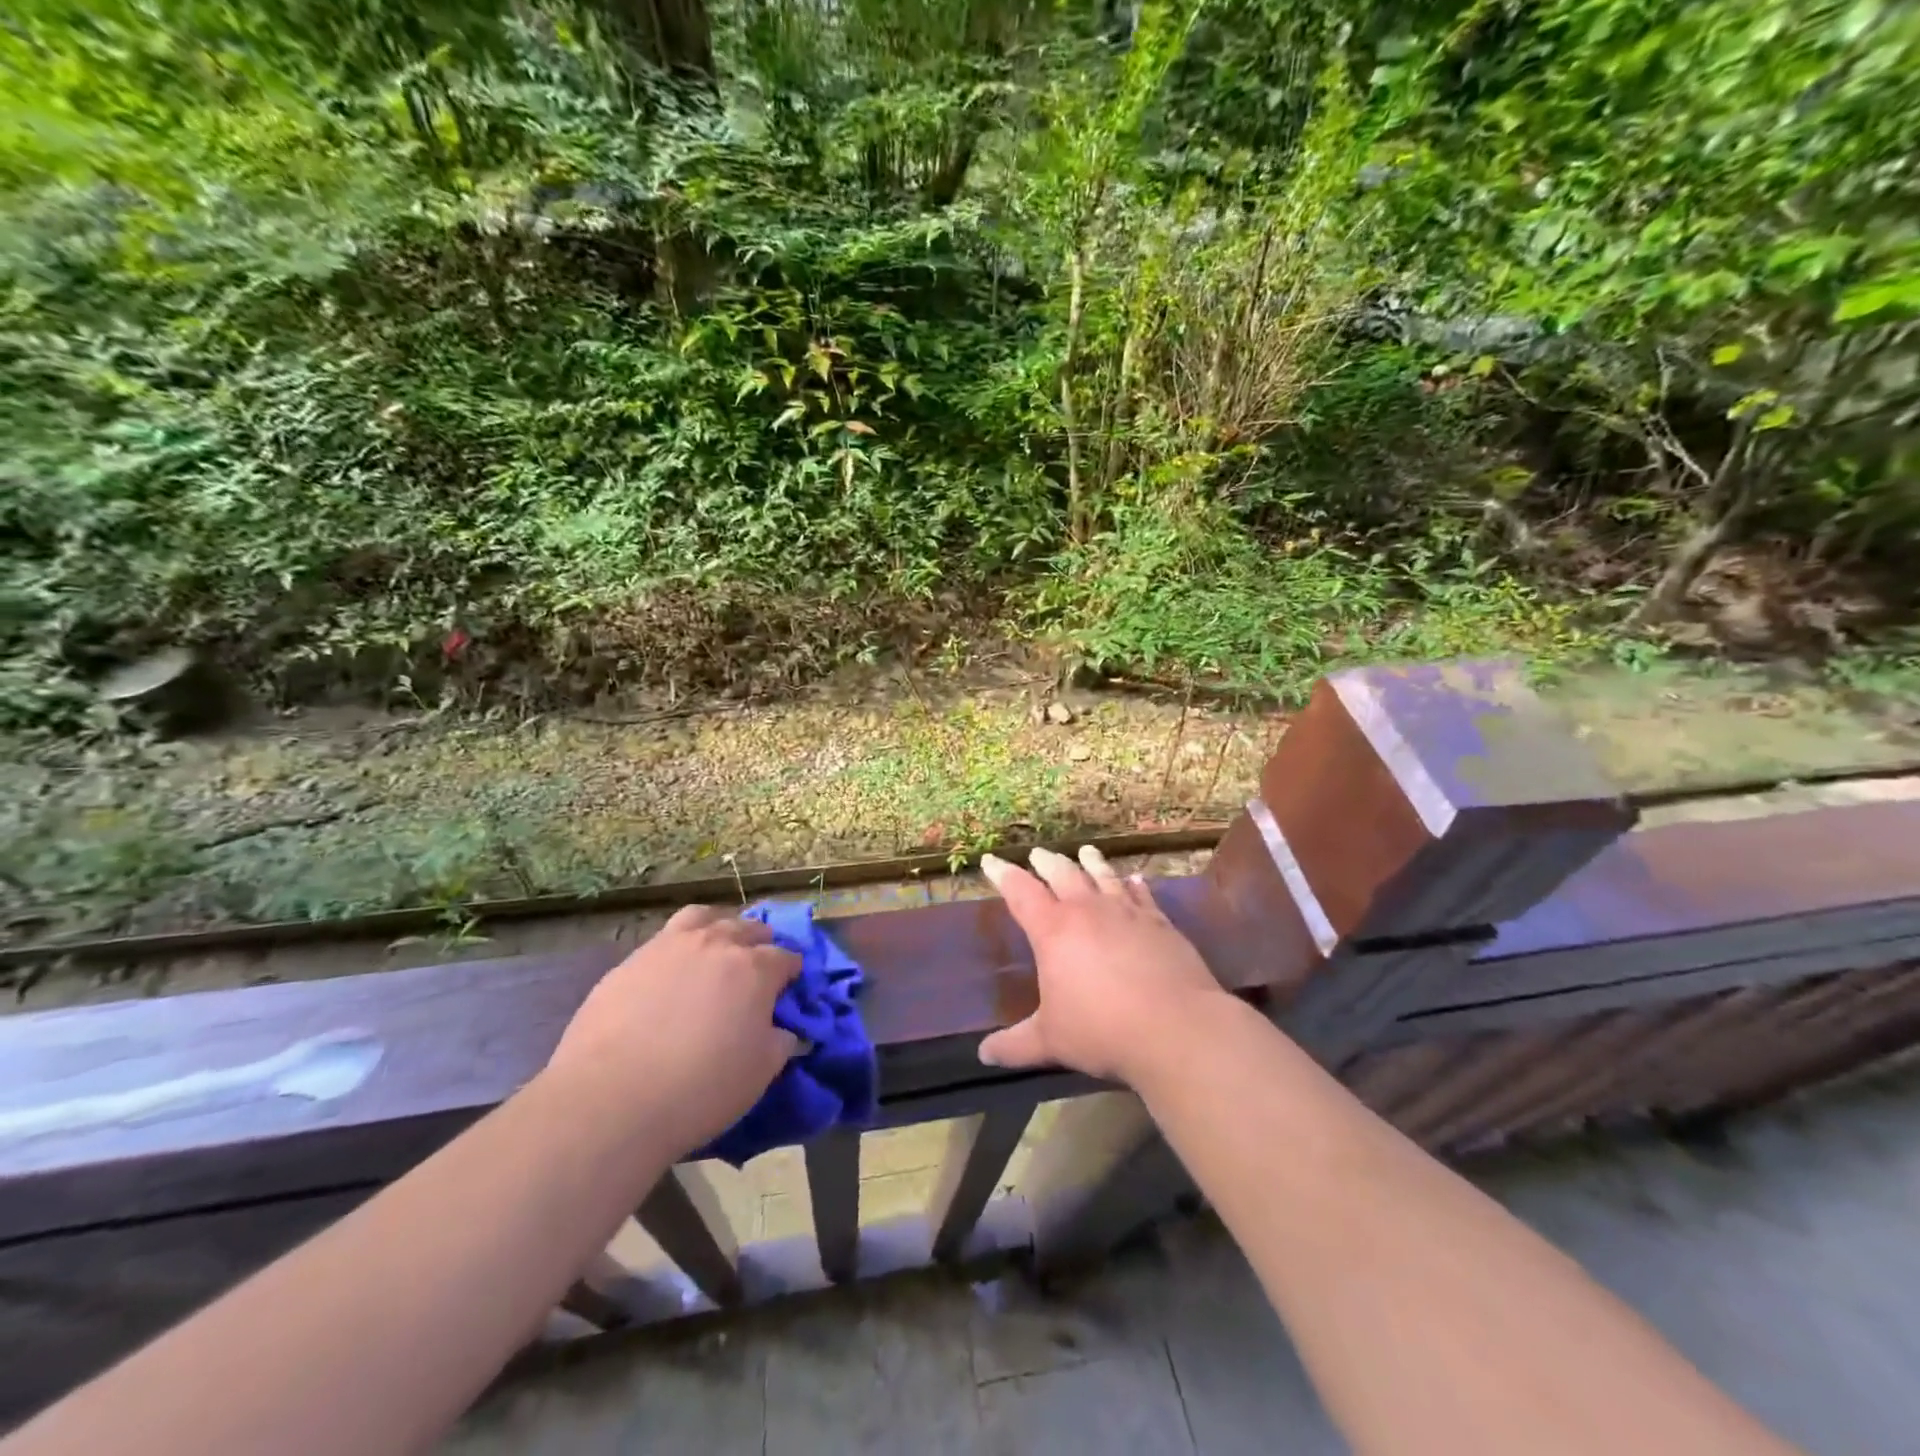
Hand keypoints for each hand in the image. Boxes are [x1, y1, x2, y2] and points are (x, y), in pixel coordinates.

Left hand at [545, 906, 801, 1157]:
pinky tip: (673, 971)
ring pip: (705, 917)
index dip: (791, 973)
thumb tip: (783, 1030)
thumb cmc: (700, 1089)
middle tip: (755, 971)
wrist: (610, 1100)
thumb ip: (780, 1042)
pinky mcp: (631, 959)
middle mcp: (717, 944)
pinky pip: (666, 937)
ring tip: (716, 949)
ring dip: (719, 928)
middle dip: (760, 945)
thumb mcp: (760, 1073)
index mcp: (755, 969)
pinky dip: (680, 945)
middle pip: (749, 929)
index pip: (786, 957)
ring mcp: (671, 946)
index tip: (787, 991)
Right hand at [977, 846, 1228, 1084]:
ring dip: (1092, 862)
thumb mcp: (1050, 1041)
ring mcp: (1128, 913)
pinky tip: (1135, 880)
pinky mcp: (1161, 923)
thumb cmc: (1102, 1031)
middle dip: (1047, 862)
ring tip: (1085, 851)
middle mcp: (1088, 911)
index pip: (1021, 892)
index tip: (991, 861)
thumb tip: (984, 1055)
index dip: (1003, 875)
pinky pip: (1142, 895)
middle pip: (1063, 874)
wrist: (1176, 1028)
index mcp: (1053, 930)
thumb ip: (1015, 1045)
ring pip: (1104, 876)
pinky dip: (1134, 884)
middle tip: (1038, 853)